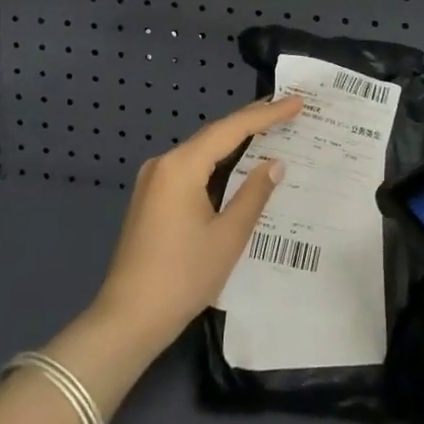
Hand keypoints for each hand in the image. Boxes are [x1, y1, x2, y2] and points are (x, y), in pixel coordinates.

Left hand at [87, 94, 302, 356]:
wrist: (127, 321)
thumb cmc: (182, 277)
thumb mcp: (228, 236)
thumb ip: (253, 194)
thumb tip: (274, 163)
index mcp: (181, 166)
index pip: (232, 129)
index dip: (267, 115)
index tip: (296, 102)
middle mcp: (164, 164)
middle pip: (214, 135)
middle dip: (251, 122)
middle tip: (287, 110)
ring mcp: (153, 181)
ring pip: (202, 152)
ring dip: (234, 143)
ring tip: (270, 131)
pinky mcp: (151, 199)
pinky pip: (190, 169)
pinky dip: (217, 163)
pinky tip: (237, 165)